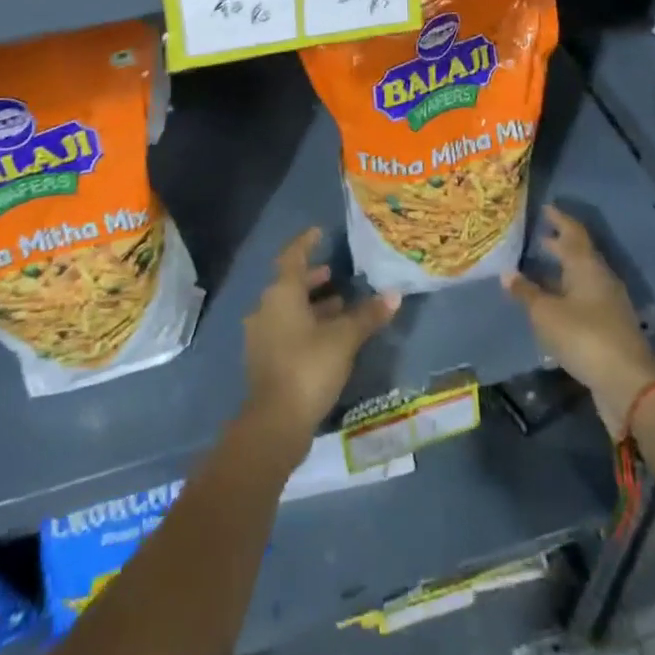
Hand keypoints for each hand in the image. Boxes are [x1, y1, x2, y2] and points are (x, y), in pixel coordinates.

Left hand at [242, 228, 399, 454]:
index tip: (319, 231)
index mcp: (281, 294)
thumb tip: (394, 294)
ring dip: (311, 304)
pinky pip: (286, 330)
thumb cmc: (309, 367)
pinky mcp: (265, 360)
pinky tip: (327, 336)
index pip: (292, 256)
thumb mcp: (344, 338)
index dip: (306, 243)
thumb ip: (367, 315)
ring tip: (340, 304)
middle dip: (312, 278)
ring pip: (288, 309)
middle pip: (289, 284)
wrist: (275, 423)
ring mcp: (261, 336)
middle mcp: (266, 308)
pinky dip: (305, 325)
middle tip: (334, 273)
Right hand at [503, 206, 654, 438]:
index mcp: (586, 266)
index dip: (558, 219)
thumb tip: (507, 272)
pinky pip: (584, 299)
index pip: (572, 232)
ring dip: (562, 271)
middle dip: (559, 244)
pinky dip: (566, 294)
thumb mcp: (546, 314)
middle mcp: (600, 278)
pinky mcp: (609, 327)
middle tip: (538, 236)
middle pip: (579, 254)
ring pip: (581, 277)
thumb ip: (526, 292)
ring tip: (539, 269)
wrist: (629, 384)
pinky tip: (552, 303)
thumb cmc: (584, 336)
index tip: (544, 208)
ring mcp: (608, 304)